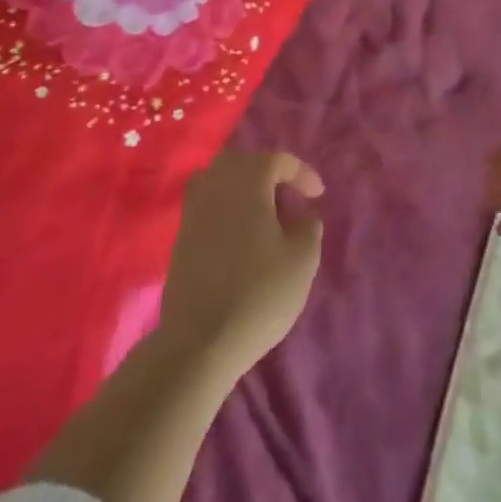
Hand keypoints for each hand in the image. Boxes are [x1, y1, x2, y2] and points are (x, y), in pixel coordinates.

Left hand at [157, 151, 324, 378]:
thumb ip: (308, 226)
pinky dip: (228, 207)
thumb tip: (302, 214)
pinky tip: (242, 235)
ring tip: (266, 214)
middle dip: (270, 174)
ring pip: (222, 180)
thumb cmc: (258, 294)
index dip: (302, 173)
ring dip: (246, 189)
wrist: (199, 341)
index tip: (318, 194)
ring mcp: (193, 209)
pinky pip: (209, 203)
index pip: (278, 160)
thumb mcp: (302, 259)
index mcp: (247, 180)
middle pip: (245, 163)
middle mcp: (215, 184)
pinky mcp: (182, 235)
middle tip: (290, 198)